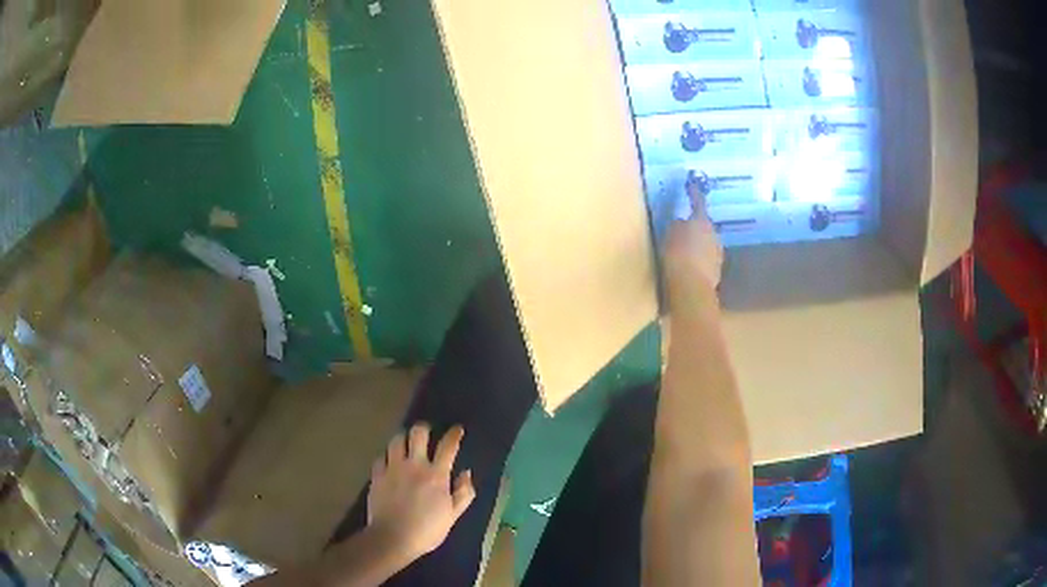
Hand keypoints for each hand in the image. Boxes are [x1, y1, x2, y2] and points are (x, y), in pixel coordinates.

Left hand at [368, 424, 475, 559]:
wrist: (393, 537)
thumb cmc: (427, 529)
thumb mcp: (452, 515)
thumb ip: (463, 493)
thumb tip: (466, 474)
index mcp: (436, 475)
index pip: (447, 446)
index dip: (454, 434)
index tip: (457, 429)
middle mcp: (414, 465)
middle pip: (418, 434)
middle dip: (423, 428)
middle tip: (426, 432)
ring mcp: (392, 468)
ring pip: (396, 441)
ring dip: (403, 439)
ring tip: (406, 444)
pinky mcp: (377, 475)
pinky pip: (380, 457)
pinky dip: (386, 457)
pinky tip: (389, 463)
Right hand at [665, 172, 723, 290]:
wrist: (691, 289)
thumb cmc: (678, 256)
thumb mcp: (670, 234)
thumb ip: (677, 225)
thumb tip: (682, 223)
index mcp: (703, 222)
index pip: (698, 203)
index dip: (694, 194)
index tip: (692, 185)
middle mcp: (714, 236)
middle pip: (705, 226)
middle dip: (696, 226)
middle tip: (682, 228)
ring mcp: (717, 255)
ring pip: (706, 245)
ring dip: (697, 246)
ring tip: (683, 251)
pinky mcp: (715, 273)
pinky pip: (705, 261)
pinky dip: (697, 261)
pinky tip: (687, 267)